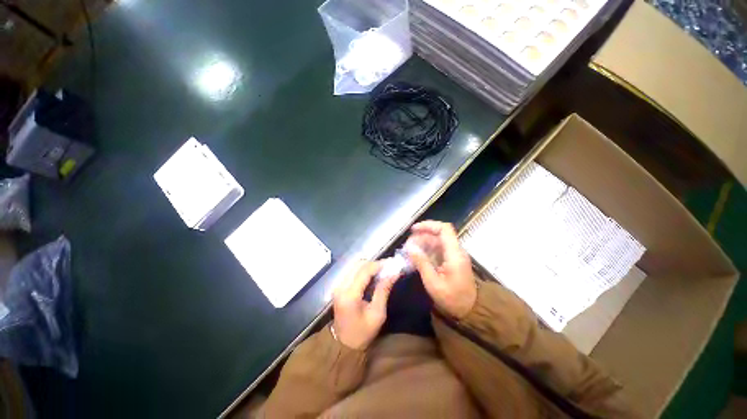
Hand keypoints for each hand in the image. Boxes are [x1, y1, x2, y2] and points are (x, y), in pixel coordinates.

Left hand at [332, 261, 397, 349]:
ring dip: (369, 265)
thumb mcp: (377, 313)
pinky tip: (372, 275)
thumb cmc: (363, 332)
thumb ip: (383, 290)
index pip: (364, 271)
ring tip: (382, 270)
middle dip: (374, 263)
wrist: (343, 344)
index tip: (392, 263)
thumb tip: (394, 273)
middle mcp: (341, 286)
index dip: (379, 264)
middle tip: (388, 266)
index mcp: (350, 295)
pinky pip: (351, 271)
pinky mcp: (338, 286)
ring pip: (354, 265)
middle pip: (358, 264)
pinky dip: (363, 269)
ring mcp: (338, 285)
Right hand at [407, 221, 476, 319]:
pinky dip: (426, 251)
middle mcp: (456, 251)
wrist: (470, 311)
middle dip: (421, 236)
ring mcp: (454, 255)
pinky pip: (438, 250)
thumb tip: (409, 248)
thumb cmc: (452, 299)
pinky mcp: (451, 260)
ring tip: (409, 251)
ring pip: (437, 242)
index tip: (413, 230)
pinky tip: (416, 257)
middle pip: (438, 234)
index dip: (428, 225)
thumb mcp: (433, 283)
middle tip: (407, 245)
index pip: (444, 229)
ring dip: (422, 243)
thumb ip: (422, 263)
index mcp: (454, 254)